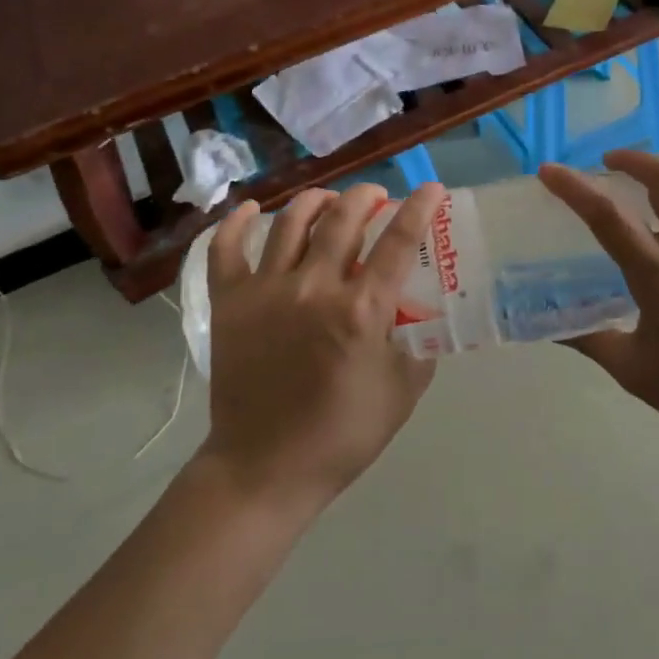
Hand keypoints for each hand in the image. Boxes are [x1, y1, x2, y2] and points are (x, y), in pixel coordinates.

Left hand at [200, 181, 446, 509]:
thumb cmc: (341, 435)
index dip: (419, 208)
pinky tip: (251, 210)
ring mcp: (266, 291)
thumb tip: (422, 313)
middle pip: (343, 218)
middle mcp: (314, 287)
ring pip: (291, 223)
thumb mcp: (402, 392)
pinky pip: (226, 249)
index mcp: (362, 310)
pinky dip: (236, 223)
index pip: (399, 241)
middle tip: (377, 196)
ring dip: (316, 200)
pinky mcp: (229, 303)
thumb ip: (419, 344)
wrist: (264, 469)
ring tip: (328, 200)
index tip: (432, 189)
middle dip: (367, 195)